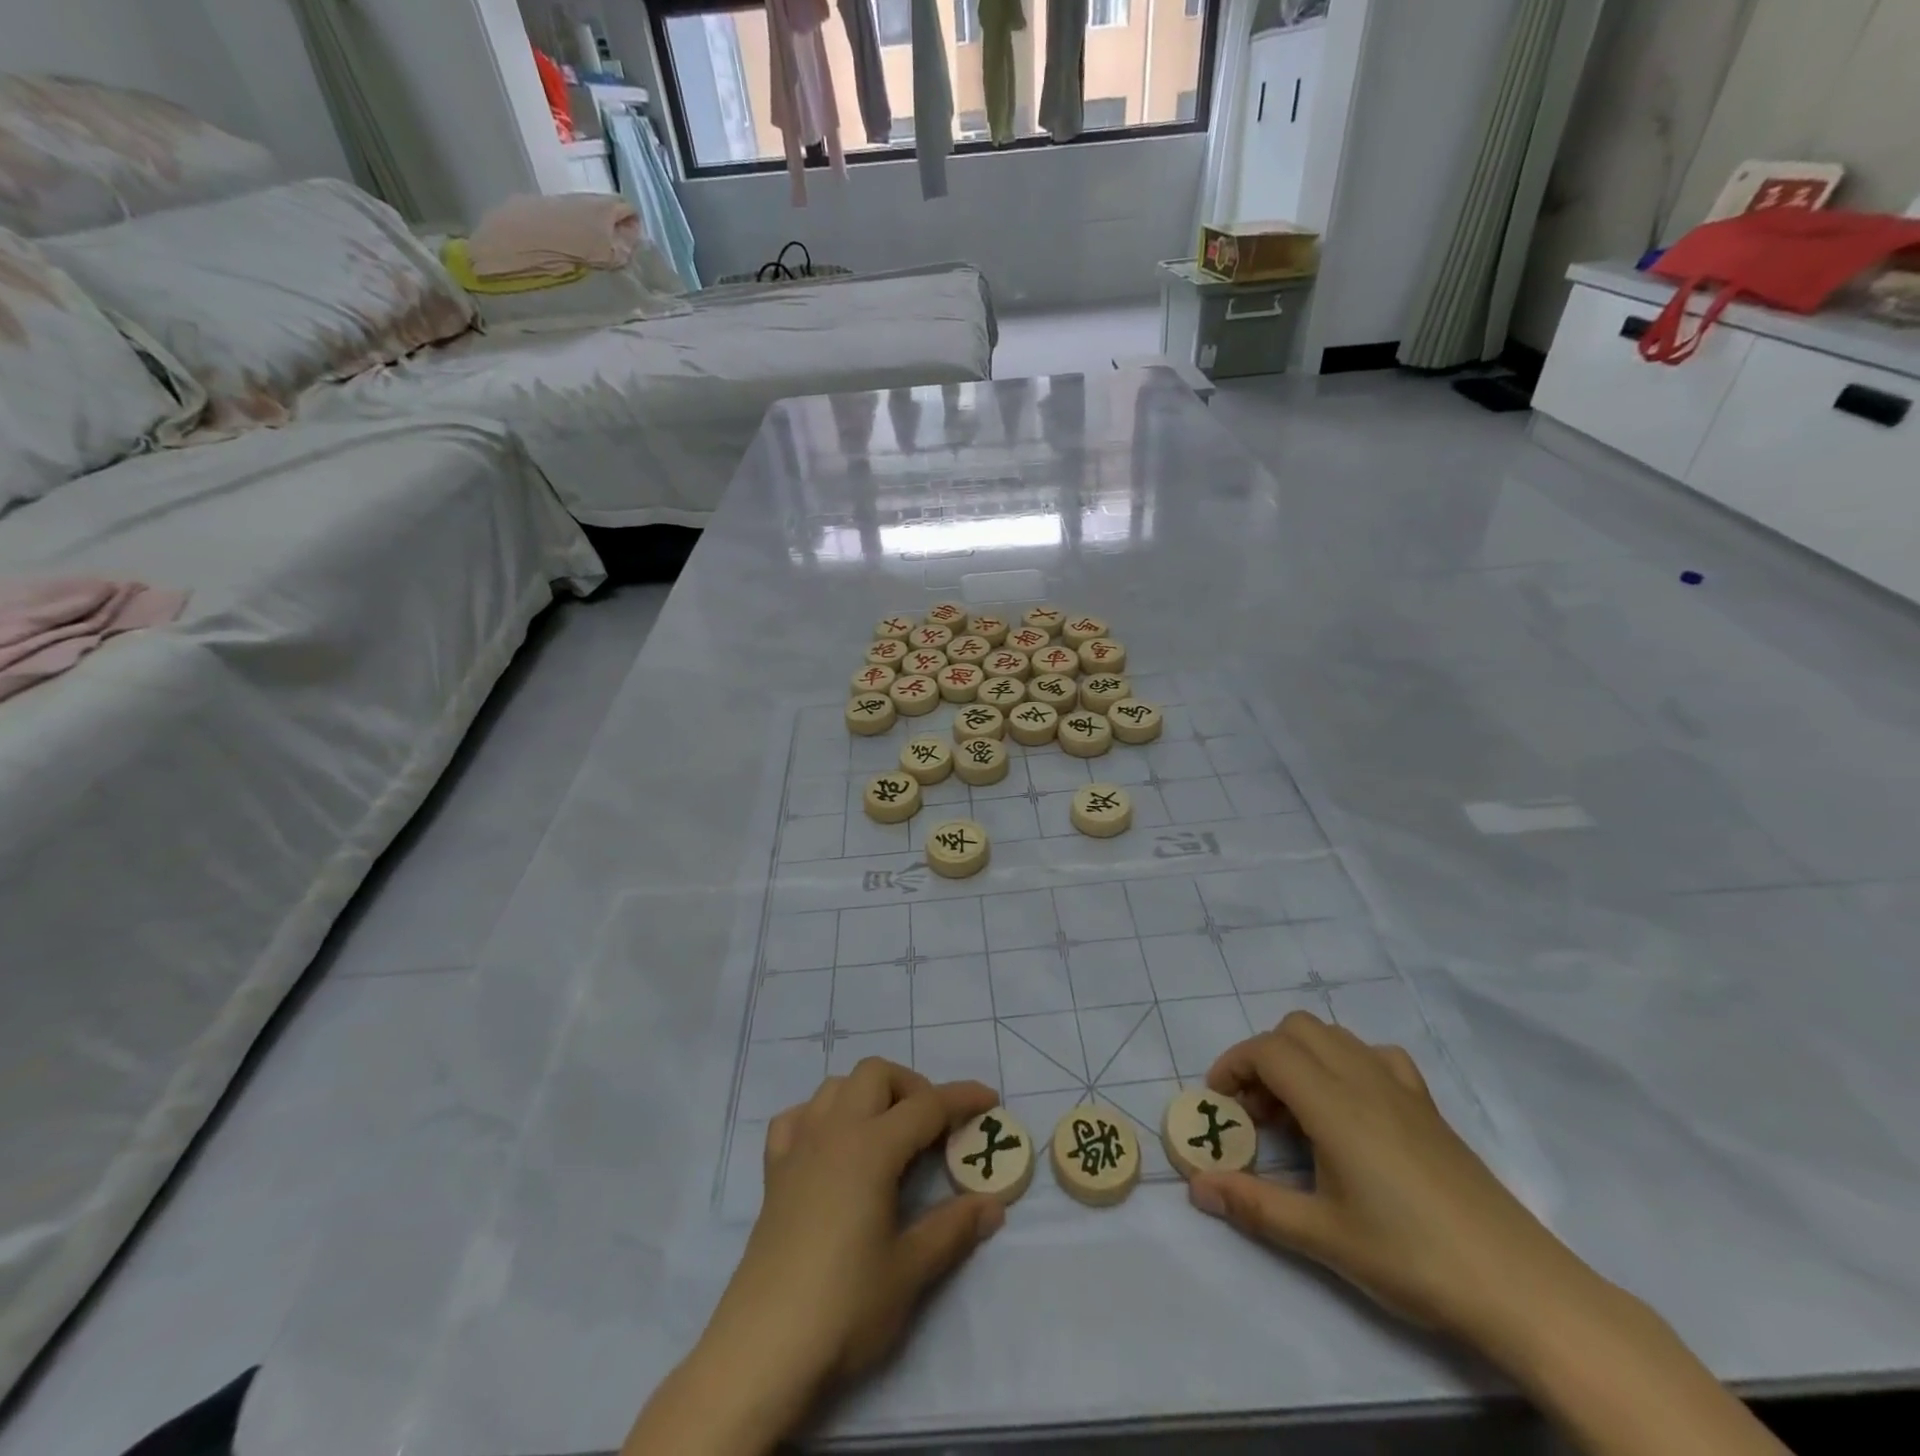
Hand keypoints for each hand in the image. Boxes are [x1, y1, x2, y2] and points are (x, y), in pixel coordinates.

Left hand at [715, 1060, 1004, 1383]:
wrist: (763, 1348)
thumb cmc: (844, 1307)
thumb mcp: (910, 1271)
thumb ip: (953, 1229)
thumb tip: (992, 1205)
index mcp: (872, 1147)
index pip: (927, 1105)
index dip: (962, 1098)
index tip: (990, 1099)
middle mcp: (834, 1131)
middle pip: (876, 1074)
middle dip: (912, 1087)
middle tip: (933, 1128)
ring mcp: (799, 1147)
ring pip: (836, 1085)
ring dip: (868, 1094)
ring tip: (888, 1133)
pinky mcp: (774, 1171)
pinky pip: (797, 1117)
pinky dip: (820, 1116)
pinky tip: (832, 1146)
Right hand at [1187, 1013, 1790, 1455]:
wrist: (1520, 1287)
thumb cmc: (1412, 1258)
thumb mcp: (1324, 1237)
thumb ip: (1254, 1205)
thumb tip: (1196, 1186)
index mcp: (1334, 1103)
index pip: (1268, 1050)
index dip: (1233, 1065)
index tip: (1219, 1102)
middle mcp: (1364, 1079)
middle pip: (1296, 1029)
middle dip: (1263, 1058)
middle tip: (1257, 1112)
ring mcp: (1401, 1088)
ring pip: (1334, 1036)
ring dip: (1301, 1058)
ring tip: (1298, 1115)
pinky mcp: (1428, 1106)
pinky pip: (1375, 1055)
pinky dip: (1347, 1064)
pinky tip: (1352, 1110)